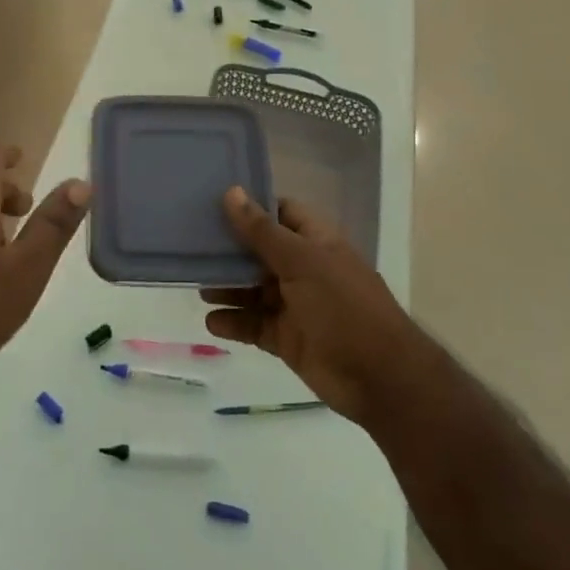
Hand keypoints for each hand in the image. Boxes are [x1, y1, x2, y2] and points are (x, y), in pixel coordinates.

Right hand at [202, 189, 419, 423]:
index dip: (251, 206)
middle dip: (229, 249)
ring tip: (195, 283)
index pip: (280, 212)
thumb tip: (231, 192)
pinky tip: (210, 321)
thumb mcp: (301, 261)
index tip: (213, 201)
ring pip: (253, 289)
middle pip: (260, 251)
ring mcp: (296, 305)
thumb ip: (262, 231)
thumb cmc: (343, 305)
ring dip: (226, 286)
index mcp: (315, 241)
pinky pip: (254, 324)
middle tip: (190, 243)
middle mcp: (304, 269)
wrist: (379, 377)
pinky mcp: (287, 338)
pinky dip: (233, 322)